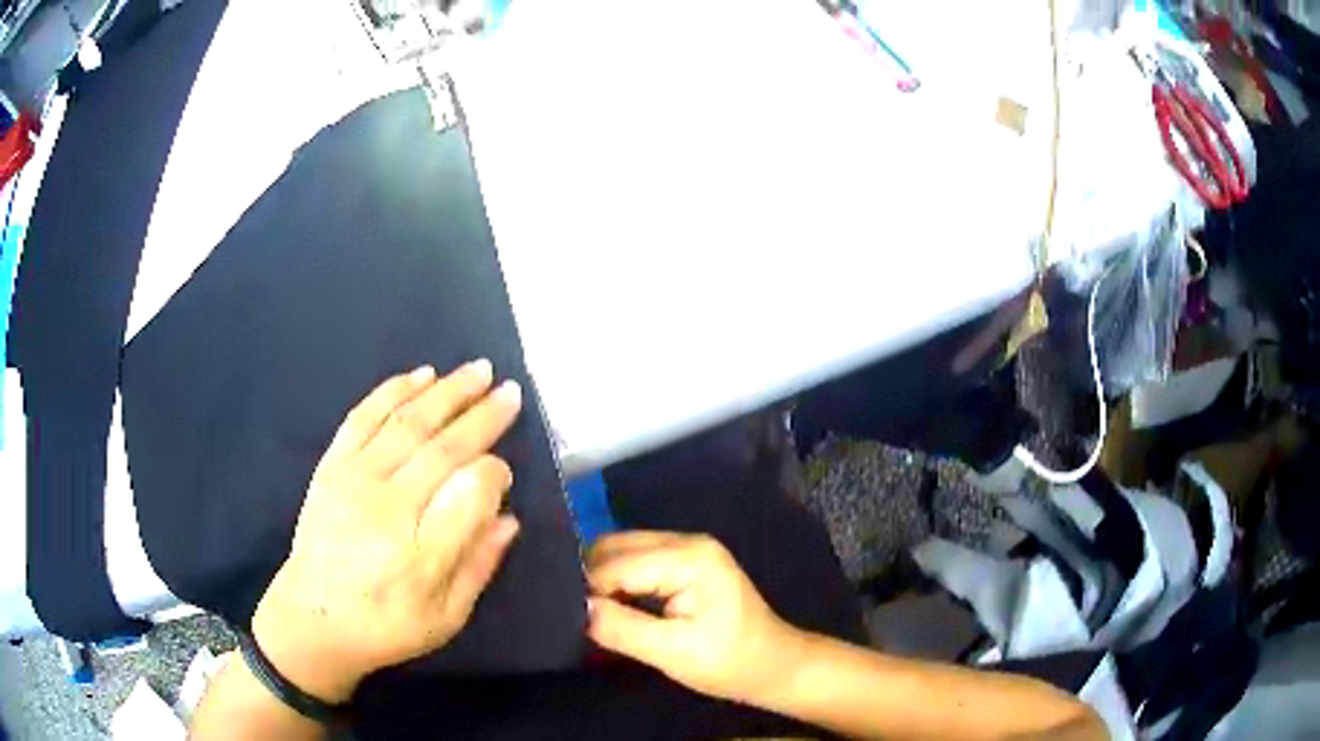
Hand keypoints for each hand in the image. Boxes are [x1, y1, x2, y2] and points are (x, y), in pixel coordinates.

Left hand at [251, 361, 523, 703]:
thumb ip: (479, 566)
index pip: (470, 494)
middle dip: (482, 417)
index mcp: (421, 556)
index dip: (494, 473)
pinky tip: (420, 375)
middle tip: (509, 392)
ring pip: (407, 424)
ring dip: (446, 392)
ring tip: (477, 370)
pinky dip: (393, 392)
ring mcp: (353, 482)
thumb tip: (508, 517)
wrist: (313, 619)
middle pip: (443, 449)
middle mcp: (387, 510)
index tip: (505, 471)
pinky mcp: (330, 467)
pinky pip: (363, 418)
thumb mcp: (446, 618)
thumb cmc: (386, 626)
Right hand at [586, 533, 807, 704]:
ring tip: (597, 614)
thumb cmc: (727, 662)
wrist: (772, 665)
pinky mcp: (687, 561)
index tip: (576, 620)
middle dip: (593, 579)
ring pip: (623, 550)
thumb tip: (578, 607)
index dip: (590, 591)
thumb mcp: (672, 653)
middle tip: (583, 617)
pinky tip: (617, 606)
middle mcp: (687, 541)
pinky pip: (638, 559)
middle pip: (616, 546)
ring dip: (605, 579)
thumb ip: (622, 628)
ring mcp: (689, 548)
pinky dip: (620, 580)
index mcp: (688, 557)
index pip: (616, 563)